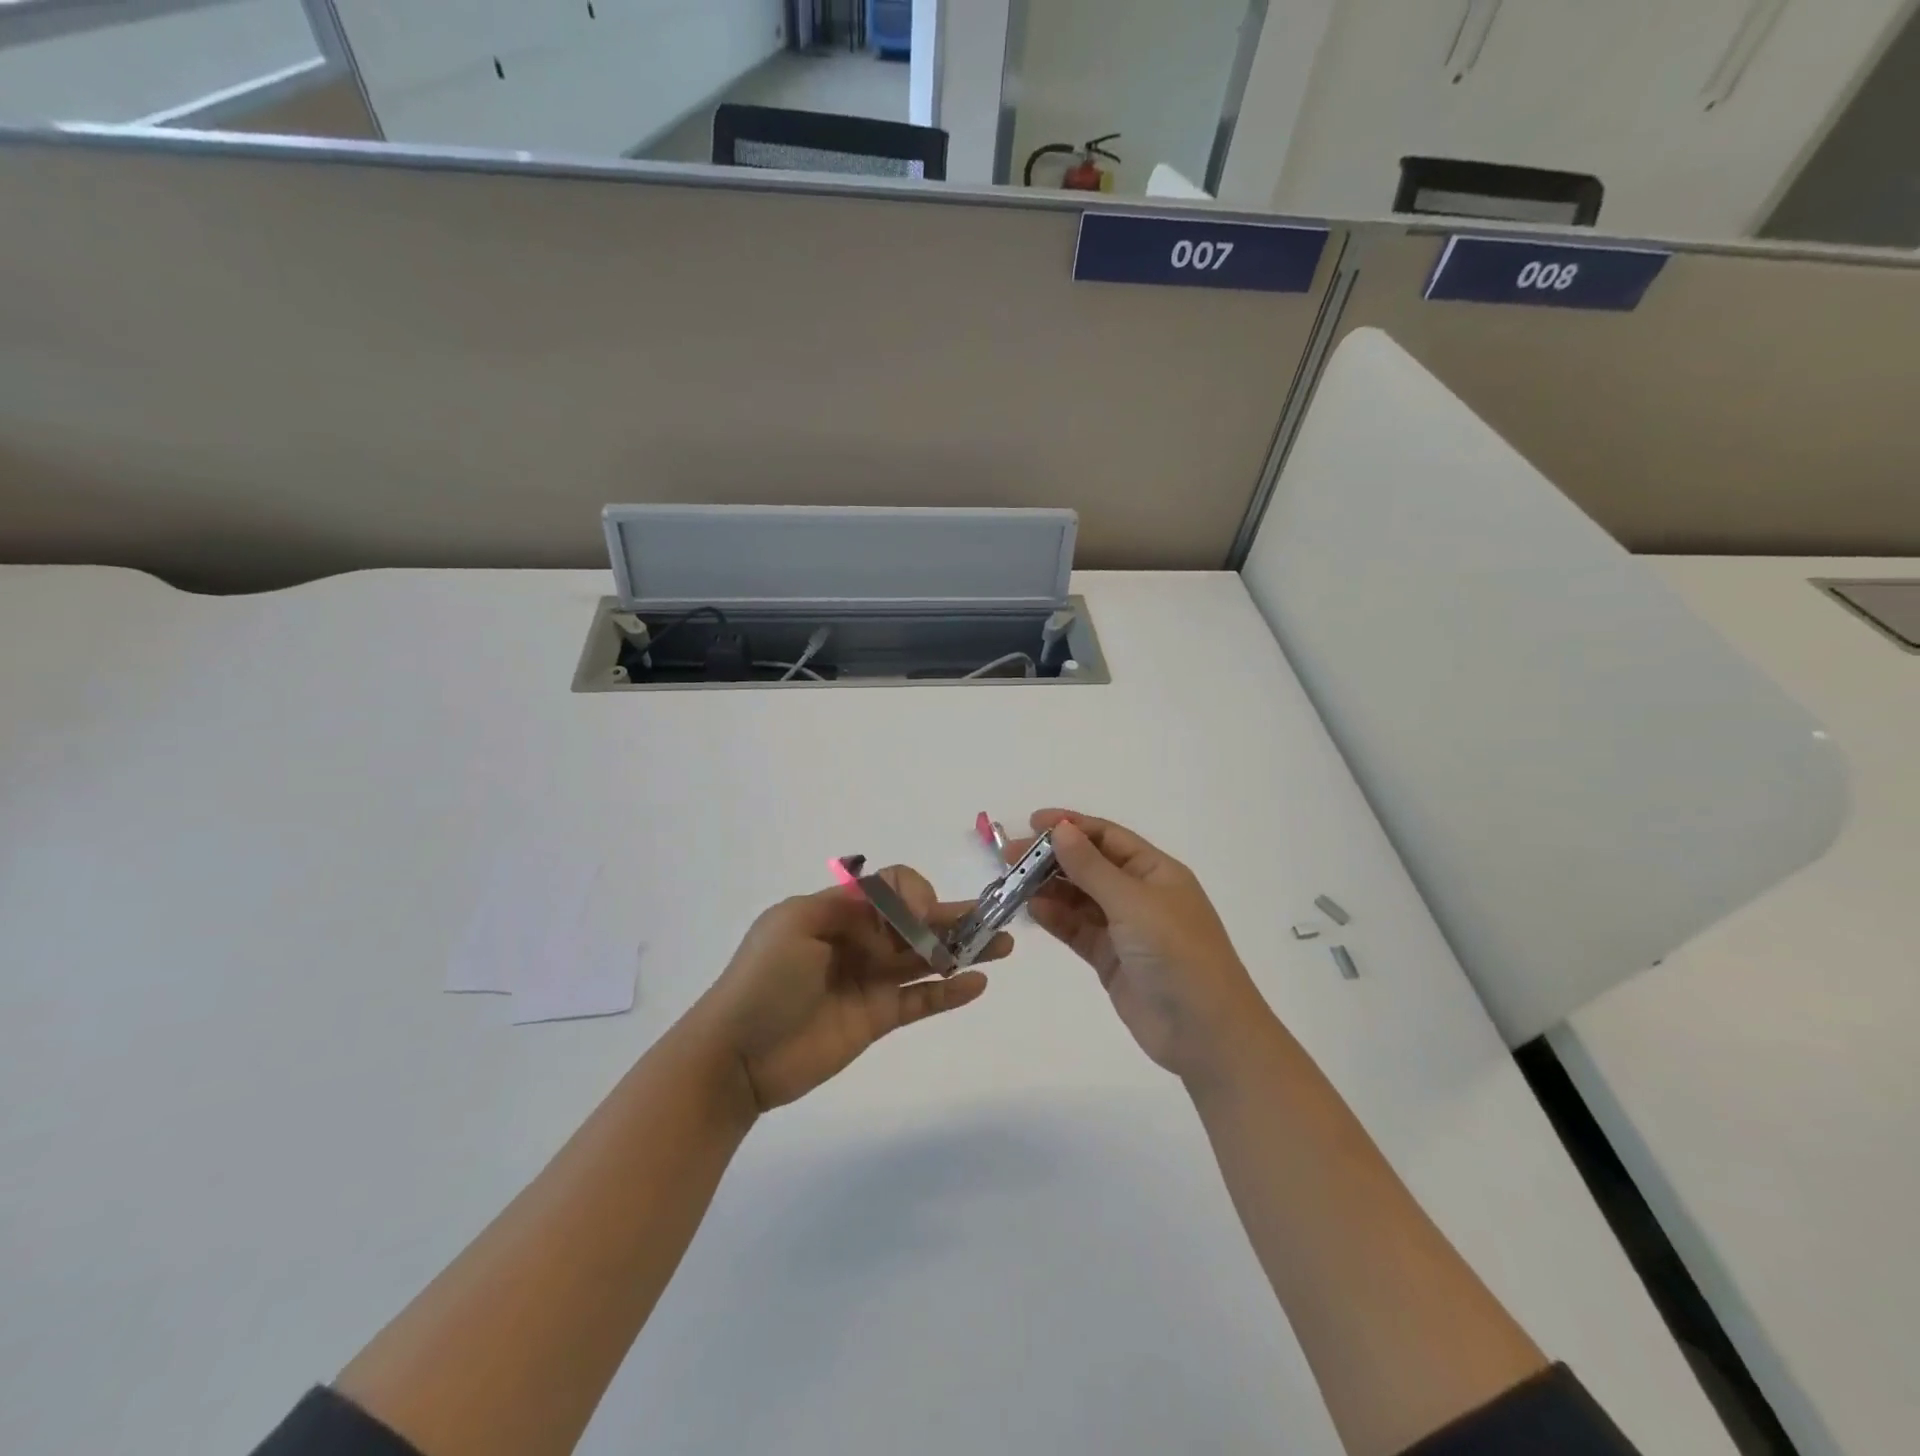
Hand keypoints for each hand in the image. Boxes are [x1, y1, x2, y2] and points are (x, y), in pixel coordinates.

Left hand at [695, 867, 1010, 1112]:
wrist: (736, 1056)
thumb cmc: (763, 981)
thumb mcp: (796, 923)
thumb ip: (851, 904)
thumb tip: (902, 902)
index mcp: (838, 911)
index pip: (891, 889)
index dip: (914, 895)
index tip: (922, 914)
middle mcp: (860, 940)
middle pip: (916, 922)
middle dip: (954, 916)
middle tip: (995, 917)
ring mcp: (870, 980)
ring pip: (926, 958)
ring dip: (963, 949)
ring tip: (1003, 944)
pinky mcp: (877, 1017)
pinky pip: (921, 1000)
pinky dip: (950, 992)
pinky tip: (978, 983)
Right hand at [1007, 809, 1266, 1081]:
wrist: (1205, 1032)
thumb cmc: (1176, 953)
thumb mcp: (1133, 903)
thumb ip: (1091, 867)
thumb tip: (1060, 829)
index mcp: (1155, 871)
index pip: (1107, 837)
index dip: (1070, 826)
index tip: (1031, 823)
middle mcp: (1139, 894)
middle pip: (1089, 865)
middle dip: (1051, 858)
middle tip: (1010, 857)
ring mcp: (1124, 928)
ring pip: (1079, 898)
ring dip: (1049, 888)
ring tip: (1013, 883)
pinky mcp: (1111, 959)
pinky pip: (1077, 930)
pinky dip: (1056, 918)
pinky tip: (1032, 910)